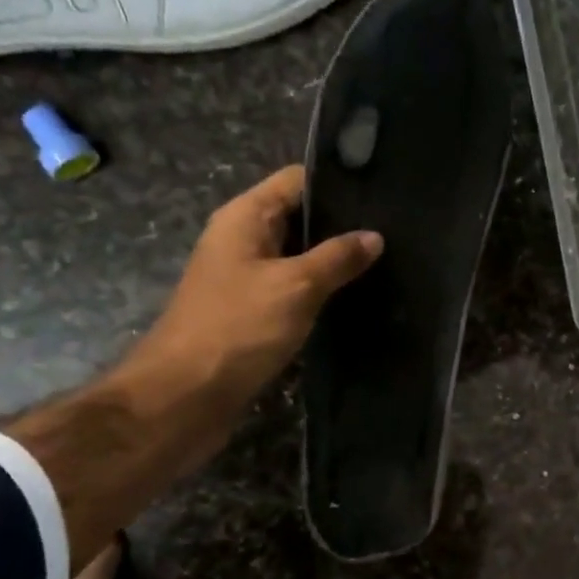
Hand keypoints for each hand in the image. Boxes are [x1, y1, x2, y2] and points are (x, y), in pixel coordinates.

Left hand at [119, 165, 381, 405]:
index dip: (337, 181)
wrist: (183, 399)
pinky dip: (321, 290)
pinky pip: (294, 289)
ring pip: (299, 255)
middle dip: (342, 223)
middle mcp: (243, 240)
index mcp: (245, 218)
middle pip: (299, 216)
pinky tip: (357, 295)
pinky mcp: (253, 312)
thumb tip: (374, 236)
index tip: (383, 192)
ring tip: (387, 260)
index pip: (296, 180)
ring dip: (334, 259)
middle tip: (395, 230)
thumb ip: (338, 257)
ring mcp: (246, 278)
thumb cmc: (238, 328)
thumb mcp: (296, 286)